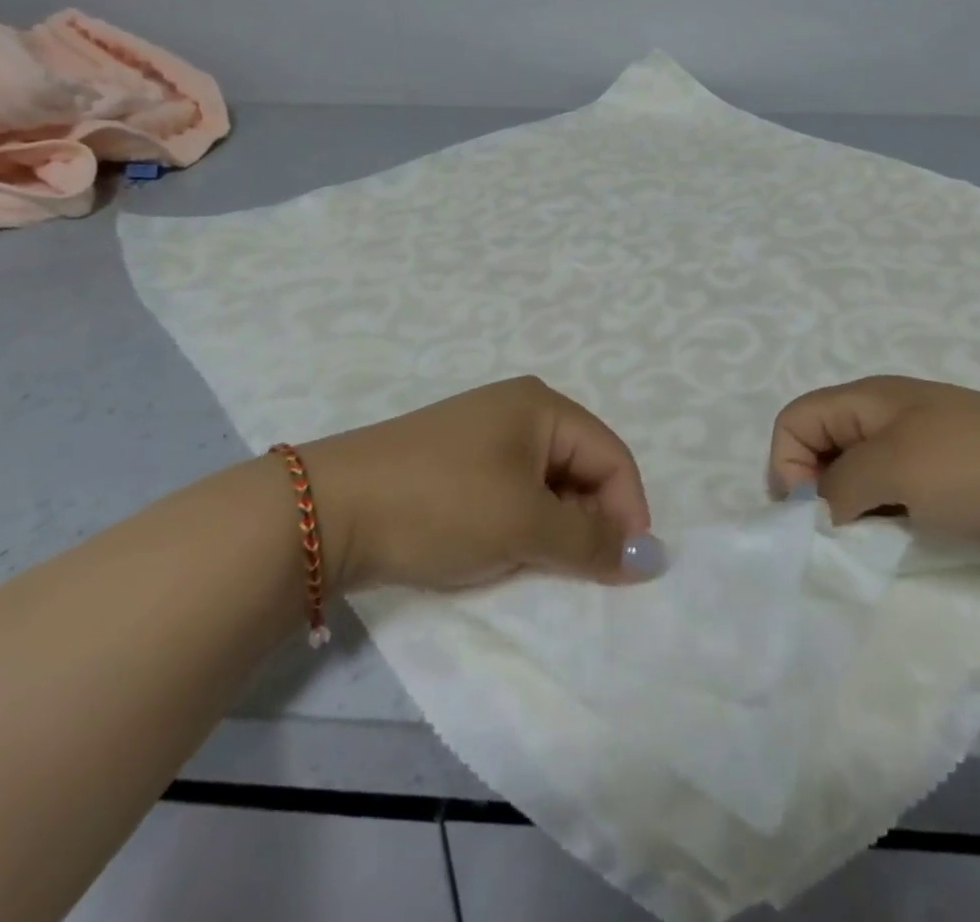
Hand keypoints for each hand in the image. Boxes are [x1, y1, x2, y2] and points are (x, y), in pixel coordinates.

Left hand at [298, 376, 663, 592]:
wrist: (330, 510)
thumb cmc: (443, 503)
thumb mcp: (525, 524)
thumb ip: (591, 542)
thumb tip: (649, 559)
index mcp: (543, 406)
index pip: (612, 456)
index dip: (629, 511)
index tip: (626, 571)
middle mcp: (519, 410)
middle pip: (582, 467)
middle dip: (590, 521)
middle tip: (578, 573)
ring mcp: (485, 435)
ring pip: (547, 485)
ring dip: (555, 528)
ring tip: (537, 565)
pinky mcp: (458, 463)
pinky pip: (513, 492)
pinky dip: (523, 525)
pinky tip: (505, 552)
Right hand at [768, 375, 979, 561]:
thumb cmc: (978, 471)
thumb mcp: (892, 471)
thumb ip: (837, 488)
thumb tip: (820, 510)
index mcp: (870, 397)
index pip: (795, 419)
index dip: (787, 464)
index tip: (812, 517)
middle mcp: (893, 412)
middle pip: (825, 443)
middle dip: (821, 489)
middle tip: (846, 534)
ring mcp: (930, 442)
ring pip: (864, 472)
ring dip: (859, 508)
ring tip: (882, 541)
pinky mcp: (958, 474)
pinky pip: (901, 490)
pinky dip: (893, 516)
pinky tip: (915, 539)